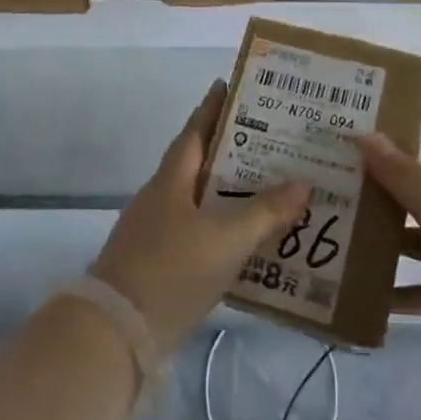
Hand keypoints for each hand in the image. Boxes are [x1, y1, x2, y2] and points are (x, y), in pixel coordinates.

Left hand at [90, 81, 308, 355]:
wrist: (116, 334)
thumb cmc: (172, 270)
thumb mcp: (227, 239)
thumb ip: (266, 212)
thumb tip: (304, 182)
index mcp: (171, 180)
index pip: (195, 131)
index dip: (213, 107)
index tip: (231, 85)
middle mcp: (160, 198)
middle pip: (197, 162)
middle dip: (230, 149)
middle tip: (270, 139)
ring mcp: (155, 231)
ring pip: (198, 198)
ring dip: (227, 190)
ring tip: (267, 186)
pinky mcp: (157, 263)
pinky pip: (196, 230)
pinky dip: (220, 225)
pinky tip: (245, 238)